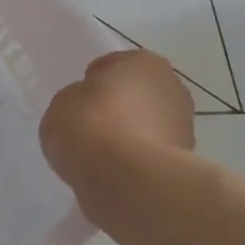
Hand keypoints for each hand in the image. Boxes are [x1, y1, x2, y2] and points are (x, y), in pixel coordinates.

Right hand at [39, 49, 195, 195]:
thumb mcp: (61, 105)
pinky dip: (134, 161)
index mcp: (142, 62)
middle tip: (88, 130)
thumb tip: (88, 109)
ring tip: (99, 157)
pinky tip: (113, 174)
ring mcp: (182, 125)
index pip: (110, 66)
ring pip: (145, 125)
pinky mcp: (183, 161)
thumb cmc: (91, 129)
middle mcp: (170, 86)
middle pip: (134, 95)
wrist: (128, 181)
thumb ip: (76, 100)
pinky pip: (148, 155)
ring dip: (127, 136)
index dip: (90, 84)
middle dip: (116, 109)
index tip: (77, 104)